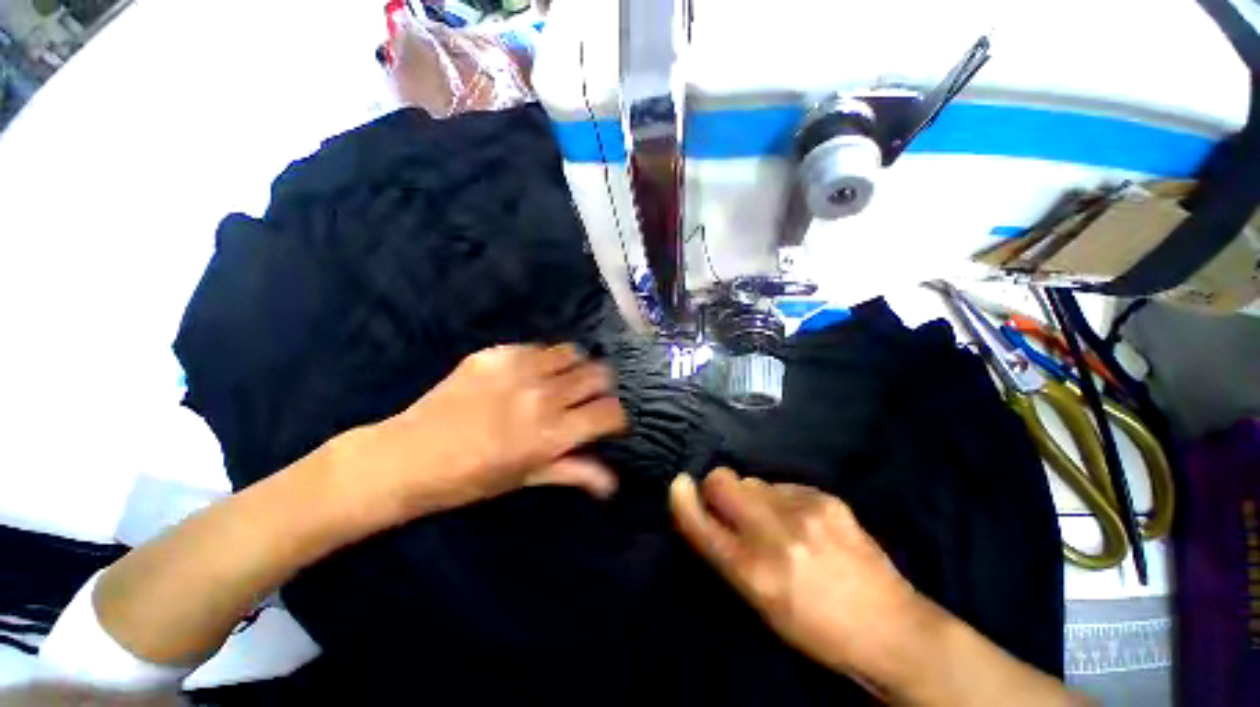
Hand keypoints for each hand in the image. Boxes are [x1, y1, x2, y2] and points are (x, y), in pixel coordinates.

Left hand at [335, 344, 626, 526]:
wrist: (408, 456)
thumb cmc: (470, 478)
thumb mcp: (527, 478)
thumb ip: (574, 472)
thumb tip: (613, 483)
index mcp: (553, 433)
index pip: (610, 412)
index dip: (616, 417)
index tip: (607, 422)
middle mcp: (543, 395)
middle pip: (599, 375)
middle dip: (600, 388)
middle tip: (584, 399)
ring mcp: (519, 369)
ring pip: (574, 353)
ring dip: (574, 368)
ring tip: (559, 381)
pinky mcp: (497, 354)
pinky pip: (538, 347)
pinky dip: (543, 360)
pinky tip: (526, 374)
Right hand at [669, 469, 939, 693]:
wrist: (891, 627)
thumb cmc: (816, 629)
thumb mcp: (761, 605)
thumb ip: (727, 556)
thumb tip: (705, 513)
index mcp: (754, 573)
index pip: (700, 523)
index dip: (682, 500)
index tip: (678, 485)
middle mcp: (775, 535)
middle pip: (723, 481)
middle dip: (717, 489)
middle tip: (732, 508)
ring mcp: (804, 511)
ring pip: (752, 480)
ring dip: (752, 497)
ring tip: (775, 522)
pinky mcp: (826, 498)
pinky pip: (782, 485)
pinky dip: (781, 499)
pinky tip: (803, 522)